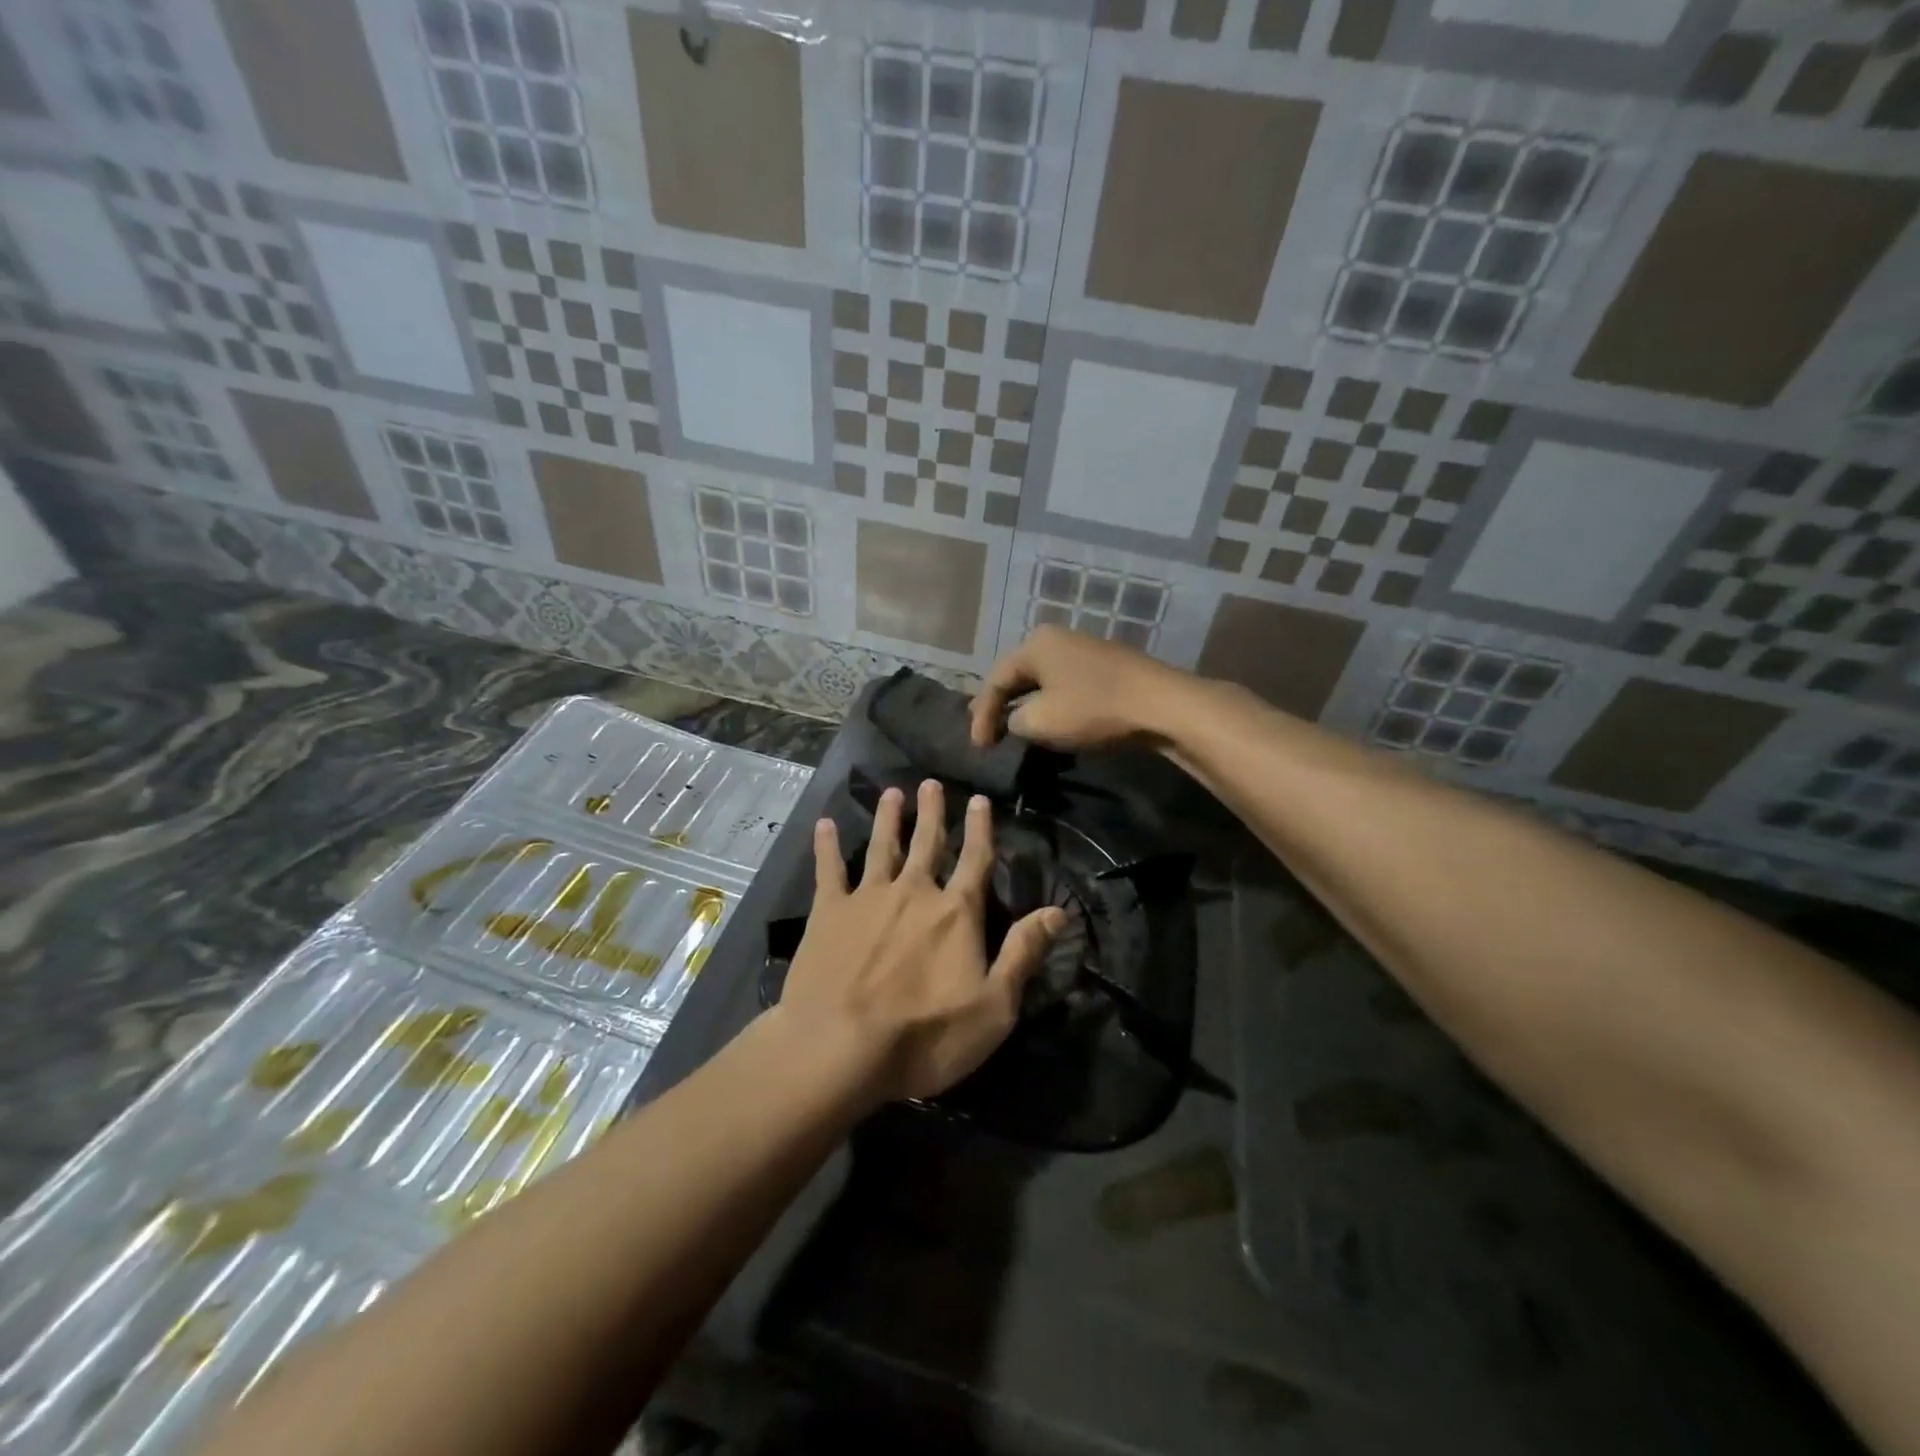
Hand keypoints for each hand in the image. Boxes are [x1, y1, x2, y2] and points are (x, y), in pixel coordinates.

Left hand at [775, 780, 1064, 1105]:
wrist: (839, 1047)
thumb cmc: (925, 1036)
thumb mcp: (994, 1007)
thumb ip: (1024, 953)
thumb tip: (1059, 911)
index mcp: (955, 913)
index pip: (976, 861)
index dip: (980, 829)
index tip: (979, 800)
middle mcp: (914, 892)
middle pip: (927, 843)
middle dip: (932, 812)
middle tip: (931, 783)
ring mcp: (868, 898)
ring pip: (882, 846)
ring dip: (889, 818)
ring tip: (892, 792)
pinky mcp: (828, 912)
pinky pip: (828, 869)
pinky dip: (827, 845)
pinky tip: (825, 824)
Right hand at [969, 624, 1185, 749]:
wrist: (1159, 704)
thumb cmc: (1092, 708)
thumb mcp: (1041, 721)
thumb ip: (1014, 720)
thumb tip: (1017, 720)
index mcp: (1035, 644)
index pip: (995, 680)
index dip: (981, 715)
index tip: (978, 747)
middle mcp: (1056, 638)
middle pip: (1017, 675)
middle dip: (1000, 705)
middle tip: (986, 732)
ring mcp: (1082, 649)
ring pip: (1041, 680)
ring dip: (1025, 705)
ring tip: (1013, 728)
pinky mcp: (1104, 666)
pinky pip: (1064, 684)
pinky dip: (1050, 703)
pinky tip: (1050, 720)